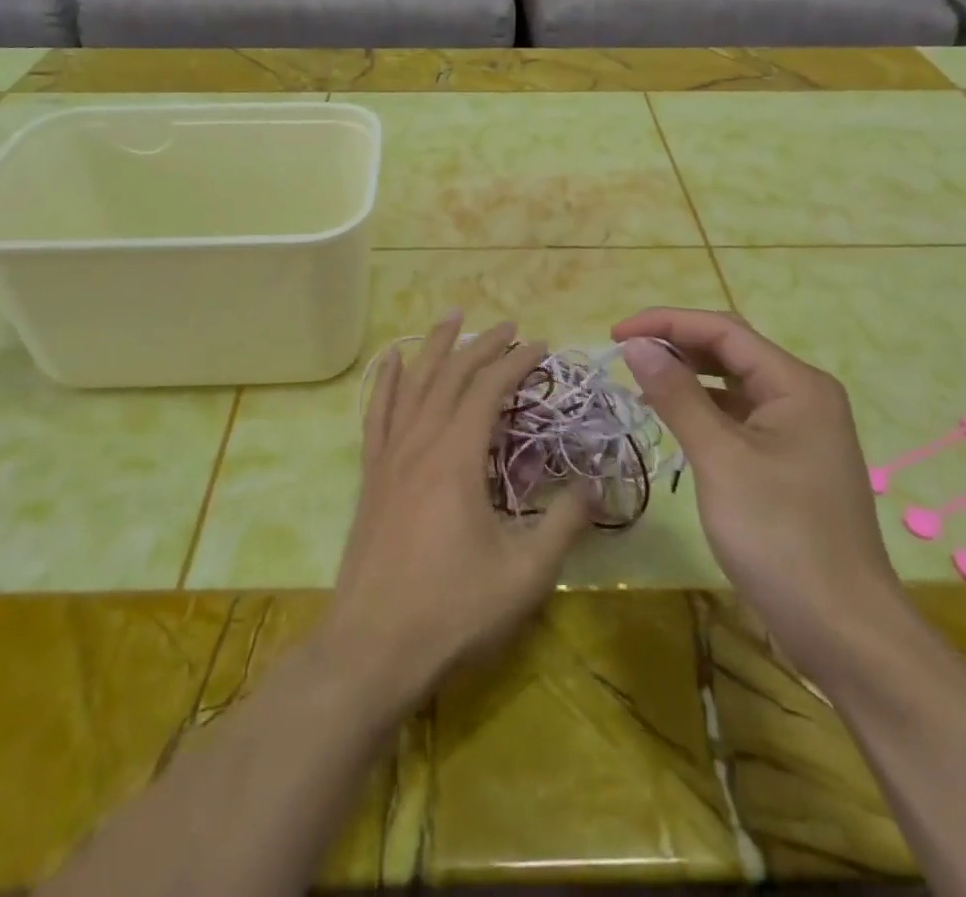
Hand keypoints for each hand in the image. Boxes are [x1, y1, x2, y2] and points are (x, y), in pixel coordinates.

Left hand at [315, 313, 592, 715]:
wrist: (372, 648)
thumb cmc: (452, 611)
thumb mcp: (524, 575)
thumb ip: (564, 524)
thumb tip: (593, 485)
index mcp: (457, 457)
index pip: (489, 389)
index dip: (516, 361)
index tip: (541, 345)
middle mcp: (421, 442)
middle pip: (452, 376)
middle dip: (483, 345)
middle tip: (509, 326)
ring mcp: (390, 456)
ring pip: (414, 383)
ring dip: (436, 347)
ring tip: (452, 317)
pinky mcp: (372, 475)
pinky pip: (377, 413)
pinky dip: (387, 381)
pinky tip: (392, 361)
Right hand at [614, 308, 906, 679]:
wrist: (844, 632)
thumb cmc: (780, 535)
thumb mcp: (720, 458)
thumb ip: (677, 395)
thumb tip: (637, 346)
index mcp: (797, 384)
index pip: (723, 331)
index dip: (666, 324)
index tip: (616, 335)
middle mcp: (803, 396)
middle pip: (731, 351)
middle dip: (677, 345)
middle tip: (626, 356)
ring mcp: (800, 431)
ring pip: (734, 385)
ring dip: (688, 377)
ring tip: (641, 384)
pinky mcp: (790, 462)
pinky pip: (740, 417)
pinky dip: (704, 411)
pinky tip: (674, 422)